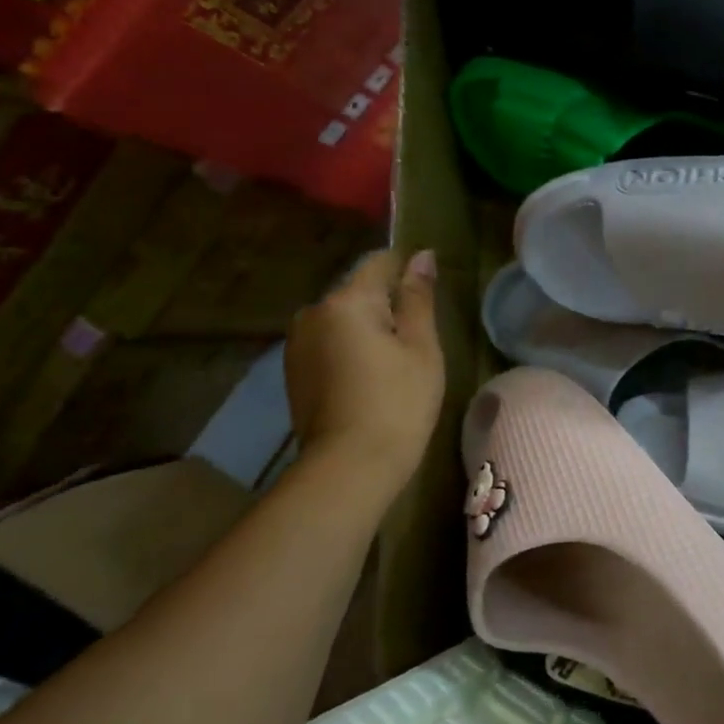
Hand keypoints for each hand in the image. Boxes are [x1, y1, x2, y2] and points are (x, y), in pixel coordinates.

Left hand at [285, 248, 443, 490]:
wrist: (349, 466)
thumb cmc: (398, 402)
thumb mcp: (421, 347)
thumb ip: (419, 298)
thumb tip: (422, 256)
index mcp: (346, 301)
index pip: (380, 263)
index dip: (408, 272)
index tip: (429, 297)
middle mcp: (313, 313)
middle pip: (359, 293)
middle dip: (387, 307)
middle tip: (417, 343)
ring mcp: (297, 343)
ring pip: (343, 320)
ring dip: (368, 330)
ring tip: (394, 366)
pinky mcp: (294, 371)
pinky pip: (329, 344)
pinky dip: (351, 351)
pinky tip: (369, 381)